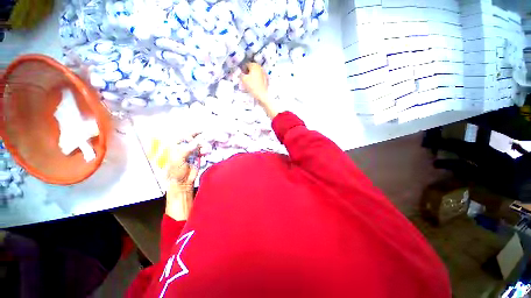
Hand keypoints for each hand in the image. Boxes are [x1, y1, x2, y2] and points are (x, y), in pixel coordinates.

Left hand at [166, 141, 200, 220]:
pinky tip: (205, 152)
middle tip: (204, 135)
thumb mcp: (178, 160)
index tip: (195, 137)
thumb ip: (186, 150)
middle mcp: (183, 148)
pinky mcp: (197, 157)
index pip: (182, 137)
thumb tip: (196, 143)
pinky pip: (202, 150)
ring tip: (205, 147)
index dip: (189, 135)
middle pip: (191, 139)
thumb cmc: (175, 172)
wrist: (182, 182)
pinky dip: (205, 150)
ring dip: (202, 144)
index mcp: (174, 148)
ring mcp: (190, 152)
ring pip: (198, 144)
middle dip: (198, 137)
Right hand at [241, 63, 277, 118]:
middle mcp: (260, 67)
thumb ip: (240, 74)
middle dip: (248, 72)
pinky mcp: (266, 80)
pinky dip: (256, 80)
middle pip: (252, 68)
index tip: (241, 75)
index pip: (246, 64)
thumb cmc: (252, 86)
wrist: (262, 95)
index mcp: (254, 65)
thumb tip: (240, 73)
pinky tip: (254, 85)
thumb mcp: (243, 79)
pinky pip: (259, 78)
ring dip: (252, 76)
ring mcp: (264, 73)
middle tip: (244, 79)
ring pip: (256, 73)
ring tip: (249, 83)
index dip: (242, 69)